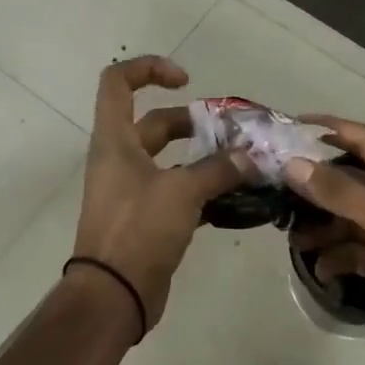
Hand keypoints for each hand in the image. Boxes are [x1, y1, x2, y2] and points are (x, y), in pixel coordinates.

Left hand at [73, 55, 251, 333]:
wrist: (113, 296)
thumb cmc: (138, 230)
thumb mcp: (182, 192)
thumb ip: (218, 169)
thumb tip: (251, 158)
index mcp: (115, 140)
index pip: (117, 82)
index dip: (148, 69)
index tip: (186, 82)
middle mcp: (120, 158)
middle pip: (156, 122)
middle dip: (195, 122)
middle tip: (233, 134)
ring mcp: (131, 188)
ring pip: (170, 158)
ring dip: (204, 157)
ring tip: (242, 163)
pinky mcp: (146, 216)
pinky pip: (176, 189)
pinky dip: (202, 187)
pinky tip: (234, 196)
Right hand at [283, 117, 364, 364]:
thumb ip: (339, 190)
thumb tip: (293, 164)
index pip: (364, 139)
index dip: (332, 129)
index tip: (293, 126)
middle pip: (350, 181)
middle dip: (317, 185)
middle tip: (279, 188)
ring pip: (347, 219)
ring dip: (322, 227)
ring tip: (294, 238)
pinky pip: (353, 253)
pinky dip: (335, 258)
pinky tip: (321, 269)